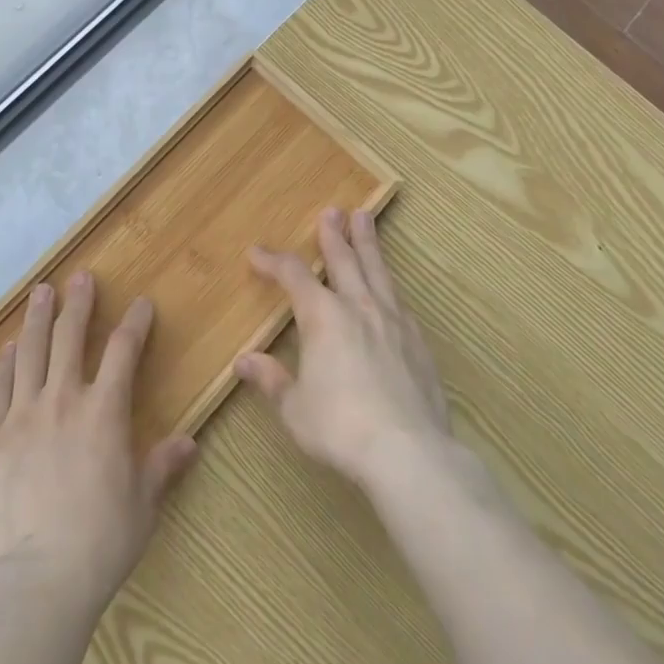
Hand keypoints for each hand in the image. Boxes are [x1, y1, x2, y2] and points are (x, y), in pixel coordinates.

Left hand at [0, 272, 197, 612]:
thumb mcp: (144, 503)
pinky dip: (5, 363)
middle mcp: (63, 400)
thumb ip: (162, 465)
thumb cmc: (102, 540)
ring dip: (38, 318)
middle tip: (81, 278)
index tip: (141, 304)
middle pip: (71, 337)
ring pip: (31, 352)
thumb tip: (188, 442)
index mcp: (104, 412)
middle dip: (79, 303)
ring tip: (41, 292)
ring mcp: (23, 414)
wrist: (41, 577)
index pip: (124, 352)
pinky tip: (9, 348)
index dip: (135, 323)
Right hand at [236, 207, 455, 494]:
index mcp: (322, 317)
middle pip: (344, 260)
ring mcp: (393, 323)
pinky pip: (399, 301)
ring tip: (365, 219)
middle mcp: (358, 308)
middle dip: (334, 235)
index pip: (293, 276)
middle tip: (332, 211)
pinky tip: (390, 288)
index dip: (273, 261)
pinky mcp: (418, 343)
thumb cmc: (339, 427)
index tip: (256, 252)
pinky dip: (389, 285)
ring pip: (378, 272)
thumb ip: (272, 380)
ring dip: (368, 244)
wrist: (409, 453)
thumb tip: (244, 362)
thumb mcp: (294, 407)